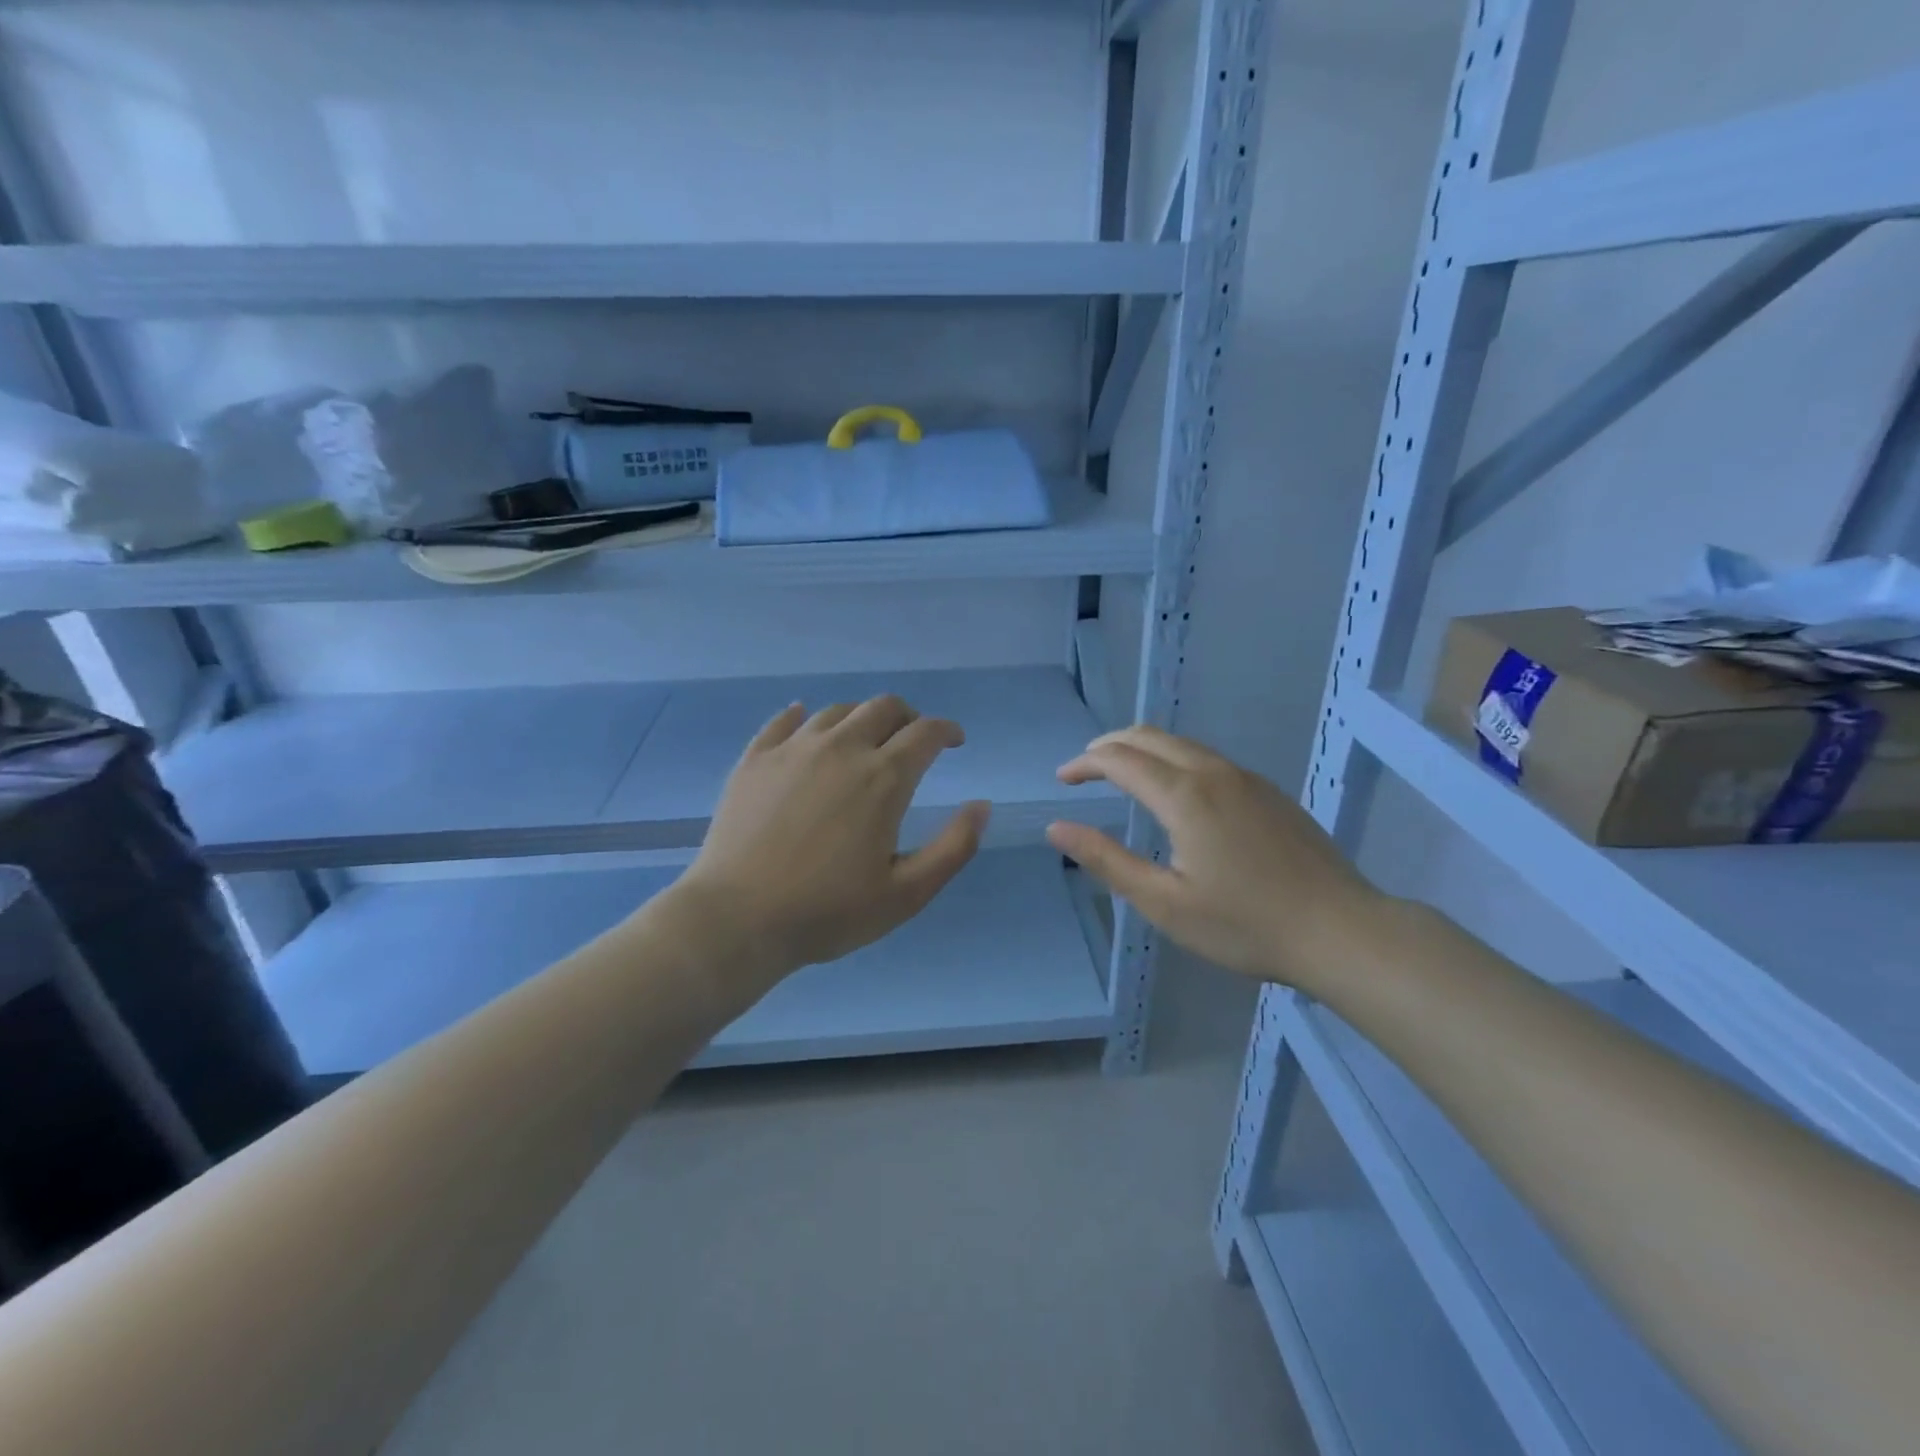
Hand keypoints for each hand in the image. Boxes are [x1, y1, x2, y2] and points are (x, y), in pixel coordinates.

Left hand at [672, 696, 988, 993]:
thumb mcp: (907, 893)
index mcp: (883, 777)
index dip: (947, 730)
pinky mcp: (755, 759)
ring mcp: (793, 749)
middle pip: (883, 708)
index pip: (926, 732)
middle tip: (912, 739)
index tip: (954, 741)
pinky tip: (805, 721)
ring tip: (864, 739)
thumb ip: (954, 847)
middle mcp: (841, 748)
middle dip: (908, 717)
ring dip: (861, 718)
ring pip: (837, 711)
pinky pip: (783, 720)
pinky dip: (803, 716)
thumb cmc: (828, 912)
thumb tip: (981, 805)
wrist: (737, 919)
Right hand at [1046, 725, 1382, 992]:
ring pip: (1181, 743)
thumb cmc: (1246, 925)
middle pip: (1149, 736)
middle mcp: (1213, 773)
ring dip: (1142, 749)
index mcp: (1184, 797)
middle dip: (1109, 745)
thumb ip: (1108, 860)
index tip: (1062, 780)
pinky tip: (1174, 792)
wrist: (1342, 931)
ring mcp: (1246, 779)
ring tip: (1121, 774)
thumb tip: (1057, 828)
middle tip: (1084, 769)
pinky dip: (1173, 759)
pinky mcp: (1269, 792)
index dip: (1084, 764)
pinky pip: (1207, 758)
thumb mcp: (1165, 903)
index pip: (1119, 759)